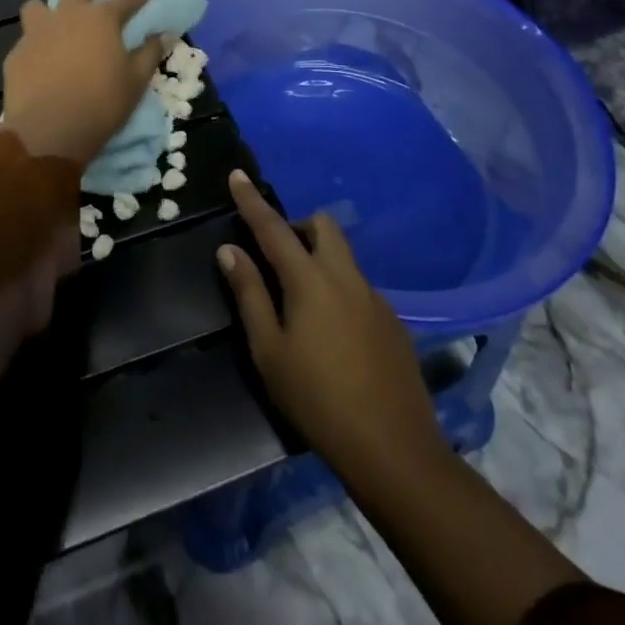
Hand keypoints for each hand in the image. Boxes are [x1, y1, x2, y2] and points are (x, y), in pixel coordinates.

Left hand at [1, 0, 167, 164]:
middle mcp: (67, 15)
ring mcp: (36, 32)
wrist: (49, 132)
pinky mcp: (16, 53)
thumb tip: (163, 35)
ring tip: (63, 27)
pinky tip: (45, 61)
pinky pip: (27, 38)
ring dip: (54, 10)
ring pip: (40, 4)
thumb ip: (150, 53)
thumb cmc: (101, 104)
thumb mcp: (136, 81)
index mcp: (100, 18)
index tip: (147, 1)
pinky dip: (39, 43)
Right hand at [215, 171, 448, 485]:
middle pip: (323, 226)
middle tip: (277, 259)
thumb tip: (230, 250)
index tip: (237, 175)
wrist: (394, 449)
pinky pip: (359, 287)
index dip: (252, 201)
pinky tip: (334, 337)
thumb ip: (249, 294)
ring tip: (302, 306)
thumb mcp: (269, 350)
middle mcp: (346, 277)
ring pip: (343, 256)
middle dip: (298, 227)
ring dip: (319, 259)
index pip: (274, 227)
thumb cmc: (317, 399)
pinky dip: (339, 290)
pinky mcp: (394, 322)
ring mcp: (375, 298)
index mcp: (310, 280)